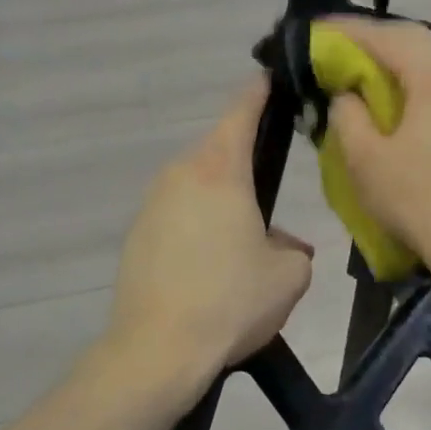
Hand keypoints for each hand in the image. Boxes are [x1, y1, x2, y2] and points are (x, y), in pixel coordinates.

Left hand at [108, 76, 313, 391]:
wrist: (156, 351)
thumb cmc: (230, 301)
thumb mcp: (289, 275)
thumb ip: (294, 248)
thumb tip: (281, 244)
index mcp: (220, 170)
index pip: (241, 110)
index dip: (259, 91)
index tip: (271, 78)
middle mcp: (180, 174)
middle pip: (219, 151)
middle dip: (246, 165)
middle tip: (272, 195)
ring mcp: (152, 204)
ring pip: (198, 186)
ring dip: (222, 202)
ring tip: (244, 244)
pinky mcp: (136, 235)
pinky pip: (178, 215)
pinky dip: (198, 227)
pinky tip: (212, 268)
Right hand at [324, 16, 430, 279]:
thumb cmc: (417, 201)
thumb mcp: (364, 158)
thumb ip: (347, 114)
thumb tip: (346, 95)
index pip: (387, 36)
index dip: (347, 31)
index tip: (315, 32)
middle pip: (413, 39)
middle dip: (370, 39)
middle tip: (333, 48)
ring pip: (428, 60)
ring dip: (390, 59)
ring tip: (355, 70)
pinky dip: (408, 79)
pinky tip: (386, 97)